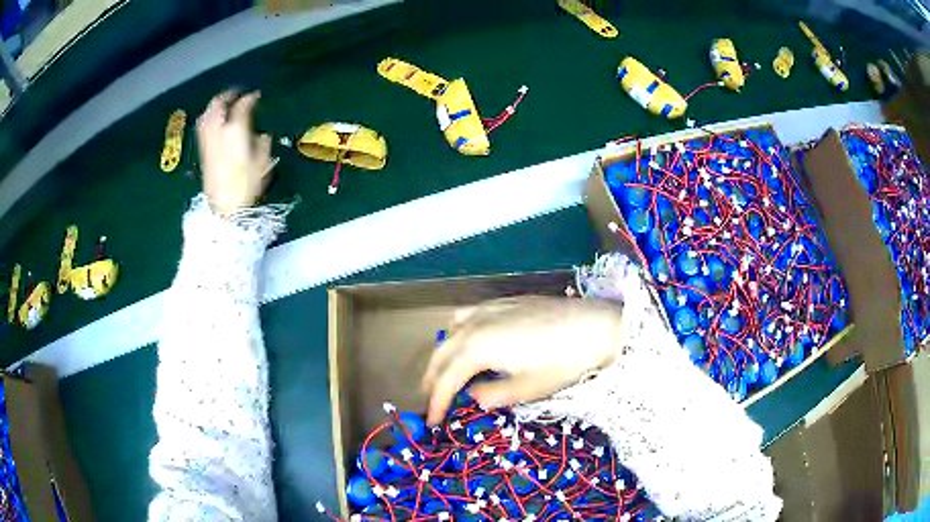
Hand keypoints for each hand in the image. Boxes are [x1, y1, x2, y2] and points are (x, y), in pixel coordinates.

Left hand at [197, 90, 277, 214]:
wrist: (224, 207)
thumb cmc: (246, 186)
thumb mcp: (262, 164)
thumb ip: (262, 144)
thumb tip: (261, 136)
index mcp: (235, 131)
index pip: (242, 106)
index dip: (250, 98)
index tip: (256, 95)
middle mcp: (218, 131)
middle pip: (218, 105)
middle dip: (227, 96)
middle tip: (236, 93)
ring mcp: (208, 141)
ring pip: (207, 114)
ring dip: (214, 105)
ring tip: (222, 103)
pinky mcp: (203, 151)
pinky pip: (202, 127)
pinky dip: (207, 118)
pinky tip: (211, 120)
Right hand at [421, 296, 623, 424]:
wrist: (594, 325)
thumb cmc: (562, 362)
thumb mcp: (528, 389)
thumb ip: (492, 395)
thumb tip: (472, 395)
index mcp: (477, 348)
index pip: (446, 379)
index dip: (436, 402)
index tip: (432, 421)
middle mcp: (475, 324)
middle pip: (442, 354)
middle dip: (432, 379)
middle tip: (430, 400)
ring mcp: (488, 309)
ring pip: (450, 333)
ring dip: (442, 355)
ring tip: (444, 373)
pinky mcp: (503, 302)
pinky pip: (467, 315)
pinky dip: (457, 332)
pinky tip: (467, 339)